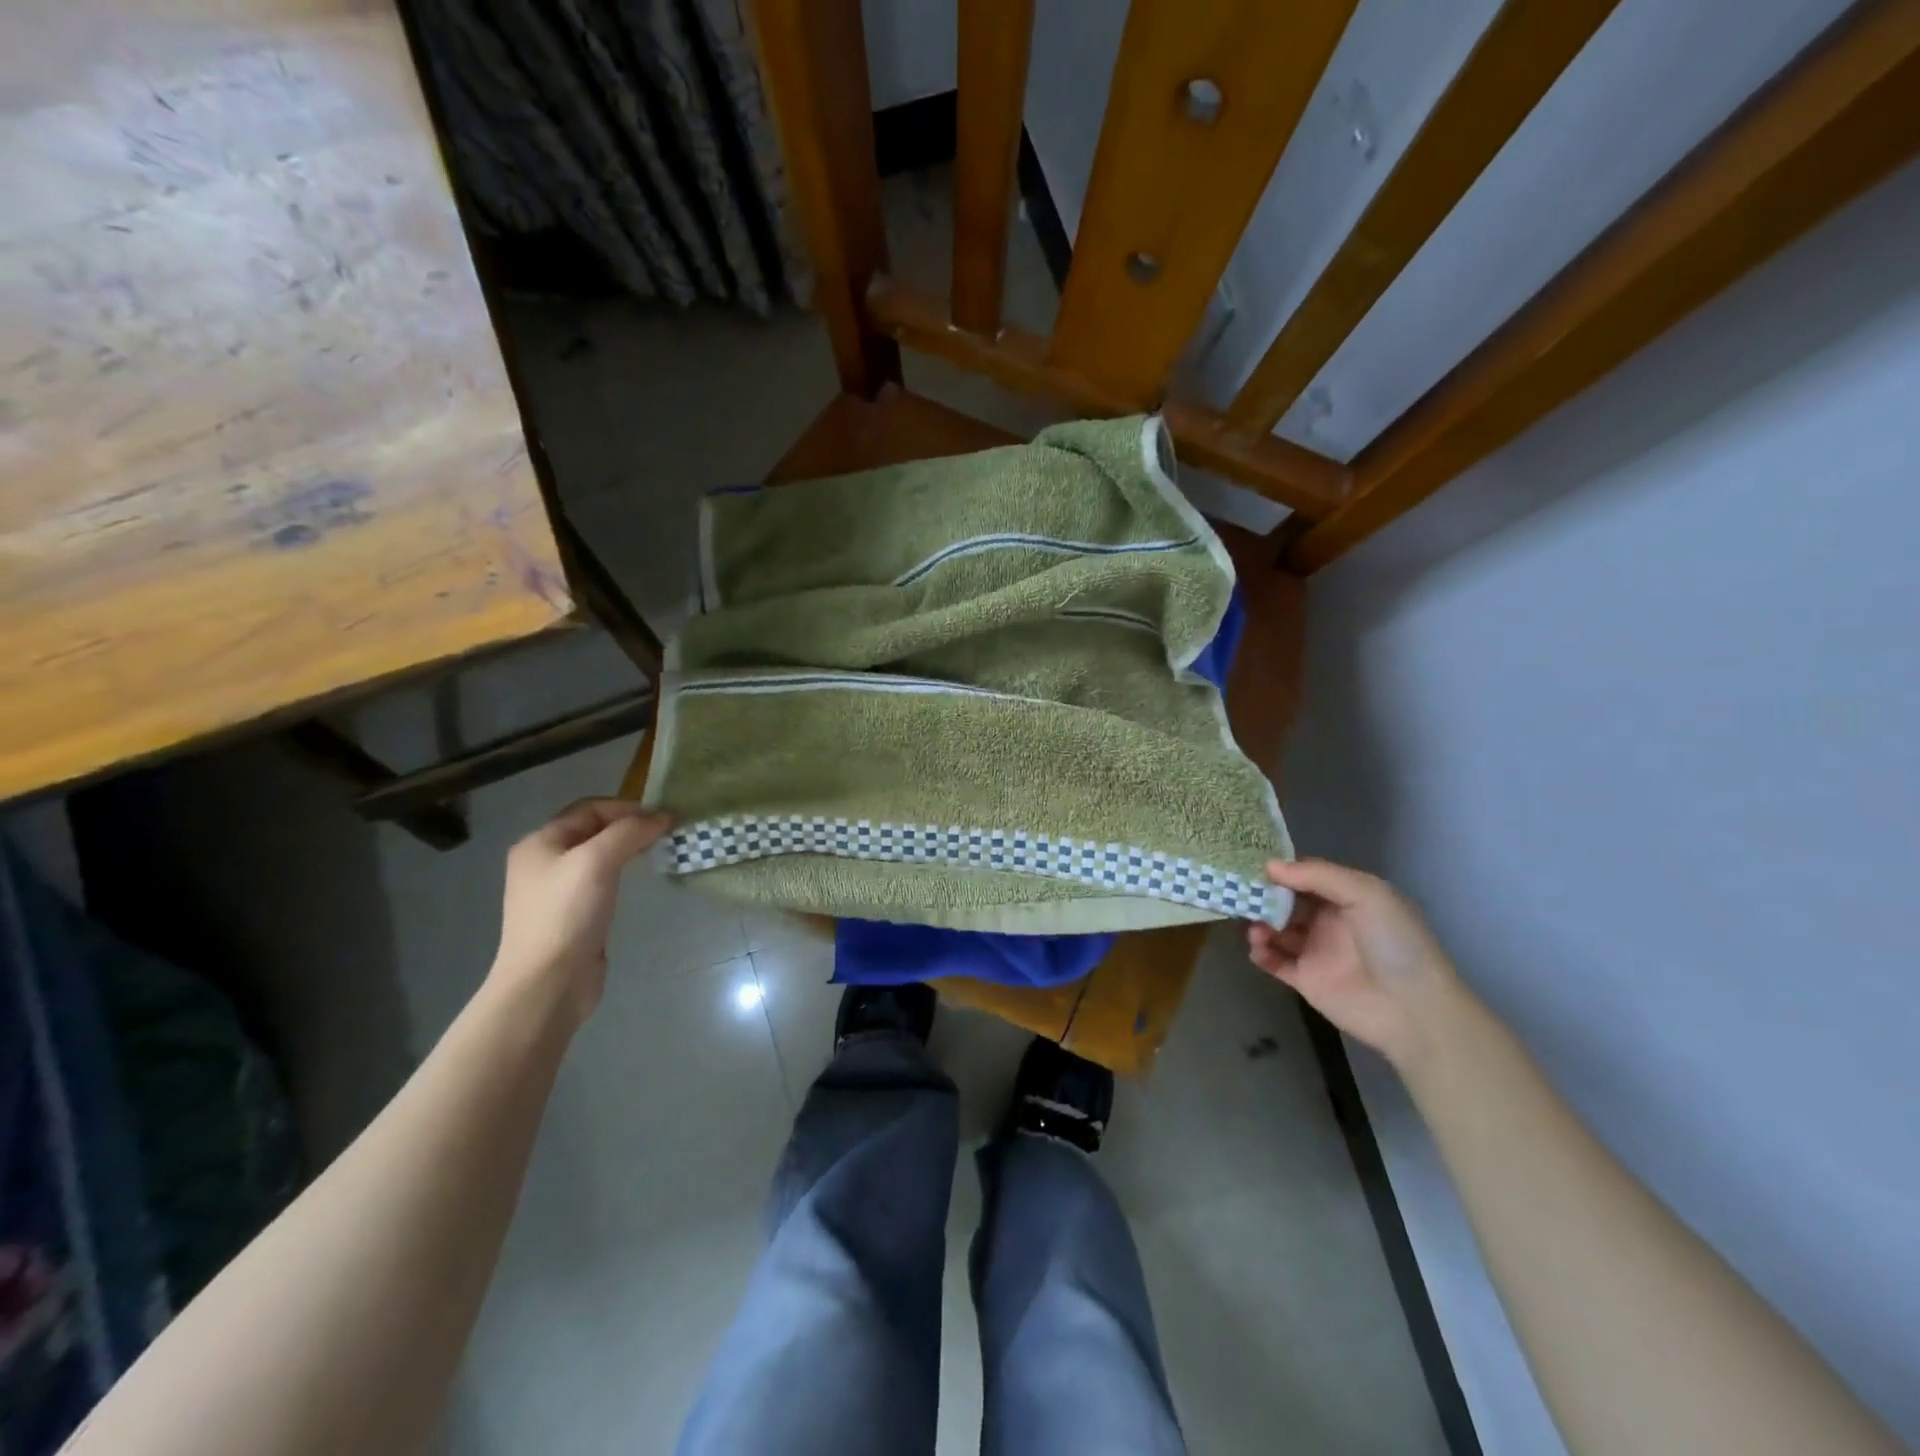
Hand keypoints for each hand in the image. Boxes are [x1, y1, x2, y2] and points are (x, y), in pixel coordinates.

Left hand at [491, 799, 670, 1025]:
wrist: (548, 983)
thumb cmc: (568, 913)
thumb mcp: (598, 860)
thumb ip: (630, 831)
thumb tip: (663, 816)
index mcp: (540, 842)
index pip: (589, 808)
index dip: (627, 807)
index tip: (664, 818)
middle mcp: (543, 861)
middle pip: (594, 829)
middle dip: (630, 827)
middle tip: (666, 834)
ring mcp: (556, 890)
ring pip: (599, 856)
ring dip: (629, 849)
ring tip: (659, 852)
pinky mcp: (571, 914)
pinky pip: (601, 881)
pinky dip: (623, 873)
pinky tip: (639, 881)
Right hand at [1247, 858, 1460, 1068]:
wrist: (1413, 1010)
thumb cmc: (1394, 943)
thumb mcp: (1366, 894)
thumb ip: (1318, 875)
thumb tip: (1270, 866)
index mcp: (1347, 897)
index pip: (1305, 876)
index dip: (1281, 870)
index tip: (1252, 865)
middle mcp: (1329, 921)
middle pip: (1286, 901)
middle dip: (1263, 896)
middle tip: (1242, 895)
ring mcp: (1316, 951)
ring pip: (1276, 930)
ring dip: (1260, 924)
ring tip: (1257, 930)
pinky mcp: (1306, 980)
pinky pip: (1275, 962)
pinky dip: (1261, 953)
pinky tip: (1258, 949)